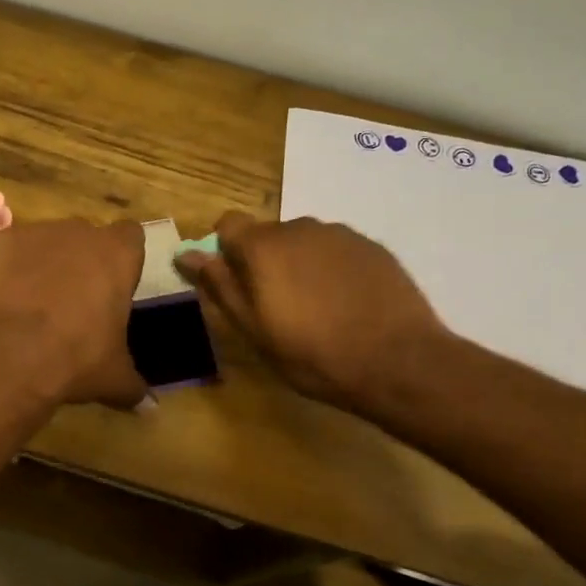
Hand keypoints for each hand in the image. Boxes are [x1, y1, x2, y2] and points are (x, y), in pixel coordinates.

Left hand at [0, 218, 147, 409]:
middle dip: (81, 262)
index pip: (131, 237)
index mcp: (117, 255)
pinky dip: (5, 269)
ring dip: (42, 264)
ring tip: (31, 304)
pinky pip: (6, 251)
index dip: (123, 259)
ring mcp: (34, 233)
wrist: (9, 354)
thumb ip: (133, 385)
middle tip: (74, 302)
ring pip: (44, 242)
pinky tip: (1, 300)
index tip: (115, 285)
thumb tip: (149, 407)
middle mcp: (79, 232)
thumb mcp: (113, 377)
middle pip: (85, 238)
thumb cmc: (76, 358)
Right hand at [176, 212, 448, 411]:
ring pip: (304, 242)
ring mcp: (340, 234)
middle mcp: (299, 227)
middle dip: (264, 261)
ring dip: (300, 264)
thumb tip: (186, 254)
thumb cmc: (313, 353)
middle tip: (278, 306)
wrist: (398, 361)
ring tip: (318, 308)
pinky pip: (337, 250)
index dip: (226, 250)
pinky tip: (347, 304)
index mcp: (263, 246)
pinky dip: (332, 269)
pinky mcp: (372, 246)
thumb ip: (220, 286)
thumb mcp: (254, 329)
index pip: (228, 223)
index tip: (236, 283)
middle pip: (268, 234)